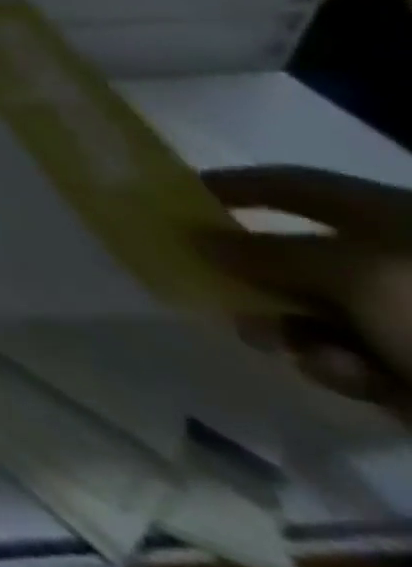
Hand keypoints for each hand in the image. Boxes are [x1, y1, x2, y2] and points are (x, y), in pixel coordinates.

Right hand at [202, 167, 411, 417]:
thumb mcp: (348, 273)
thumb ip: (265, 252)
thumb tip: (198, 237)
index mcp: (390, 217)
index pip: (291, 185)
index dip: (233, 186)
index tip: (177, 198)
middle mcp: (400, 261)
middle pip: (301, 254)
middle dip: (255, 275)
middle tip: (214, 289)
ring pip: (322, 312)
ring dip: (290, 326)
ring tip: (276, 344)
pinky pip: (359, 359)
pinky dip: (342, 368)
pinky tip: (351, 381)